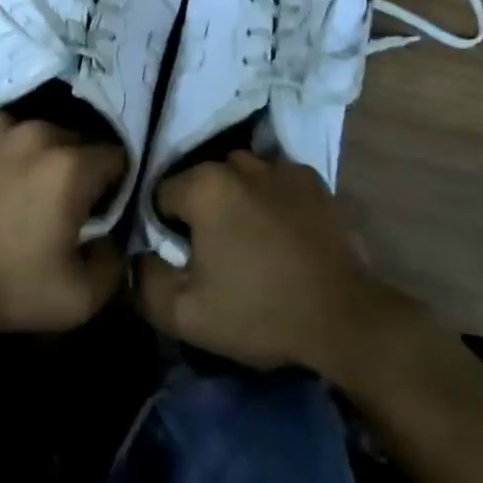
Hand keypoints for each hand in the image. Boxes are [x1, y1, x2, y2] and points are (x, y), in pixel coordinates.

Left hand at [0, 112, 126, 333]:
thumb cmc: (3, 285)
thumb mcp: (77, 300)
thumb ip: (113, 264)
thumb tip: (112, 239)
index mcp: (72, 165)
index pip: (115, 157)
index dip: (110, 185)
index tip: (93, 210)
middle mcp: (39, 131)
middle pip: (73, 140)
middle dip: (71, 168)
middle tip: (51, 203)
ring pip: (30, 132)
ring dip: (31, 155)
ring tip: (11, 188)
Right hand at [137, 152, 402, 373]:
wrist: (346, 320)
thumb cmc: (260, 312)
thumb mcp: (186, 314)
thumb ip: (144, 280)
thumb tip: (136, 257)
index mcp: (205, 185)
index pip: (162, 196)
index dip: (166, 231)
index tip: (186, 262)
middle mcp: (240, 163)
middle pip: (201, 182)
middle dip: (202, 212)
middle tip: (217, 256)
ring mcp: (281, 167)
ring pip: (240, 178)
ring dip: (237, 201)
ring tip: (252, 243)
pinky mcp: (314, 181)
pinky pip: (275, 182)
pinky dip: (272, 200)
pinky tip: (283, 235)